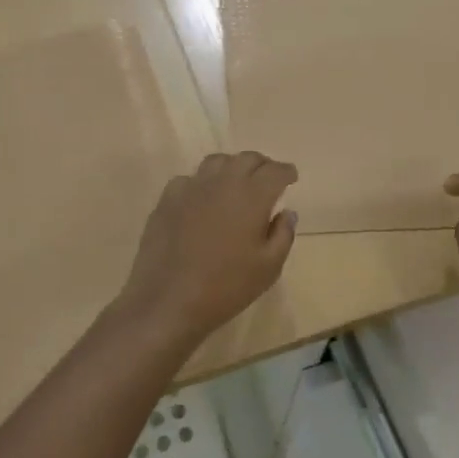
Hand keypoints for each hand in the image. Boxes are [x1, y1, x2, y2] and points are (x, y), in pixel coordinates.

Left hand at [117, 152, 298, 345]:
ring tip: (236, 183)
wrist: (168, 299)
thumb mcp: (268, 268)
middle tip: (267, 179)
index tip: (291, 177)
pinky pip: (189, 179)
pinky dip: (202, 184)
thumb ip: (283, 235)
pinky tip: (202, 200)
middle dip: (262, 165)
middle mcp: (223, 182)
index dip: (286, 172)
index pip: (275, 171)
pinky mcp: (167, 198)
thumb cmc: (226, 287)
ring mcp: (192, 187)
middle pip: (247, 159)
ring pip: (217, 162)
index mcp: (252, 196)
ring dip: (232, 167)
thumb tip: (287, 212)